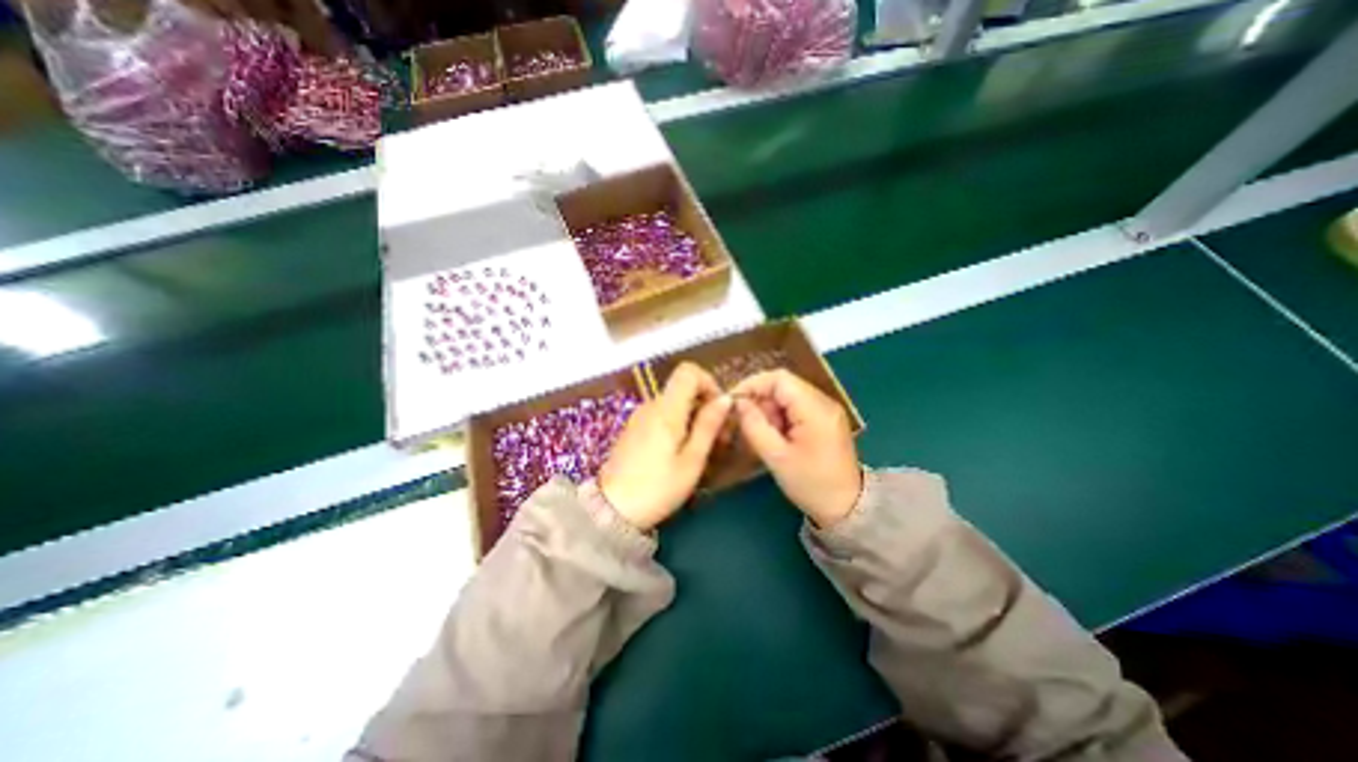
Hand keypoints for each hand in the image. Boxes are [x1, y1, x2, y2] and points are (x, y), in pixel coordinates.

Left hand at [599, 364, 732, 530]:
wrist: (611, 509)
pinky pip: (661, 415)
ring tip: (702, 449)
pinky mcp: (634, 429)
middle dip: (705, 405)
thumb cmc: (658, 487)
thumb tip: (725, 398)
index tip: (718, 409)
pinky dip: (677, 424)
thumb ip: (708, 425)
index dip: (708, 382)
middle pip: (683, 388)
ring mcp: (640, 416)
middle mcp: (651, 405)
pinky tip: (681, 452)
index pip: (688, 371)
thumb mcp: (692, 460)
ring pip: (674, 403)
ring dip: (692, 417)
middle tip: (718, 437)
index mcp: (666, 408)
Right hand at [733, 368, 856, 530]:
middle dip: (760, 400)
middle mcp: (824, 402)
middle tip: (745, 422)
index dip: (753, 384)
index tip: (734, 401)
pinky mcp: (825, 419)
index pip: (780, 379)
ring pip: (788, 396)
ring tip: (761, 433)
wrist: (847, 508)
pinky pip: (796, 407)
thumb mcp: (776, 457)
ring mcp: (827, 410)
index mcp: (815, 409)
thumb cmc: (811, 484)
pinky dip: (780, 417)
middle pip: (784, 386)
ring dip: (769, 410)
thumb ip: (754, 426)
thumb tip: (738, 403)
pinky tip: (775, 436)